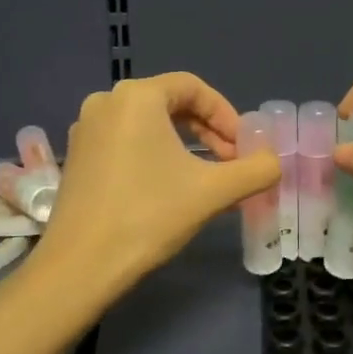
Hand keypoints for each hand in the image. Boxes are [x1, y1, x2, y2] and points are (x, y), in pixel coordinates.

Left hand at [36, 72, 281, 297]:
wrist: (80, 265)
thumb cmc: (148, 216)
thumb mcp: (212, 191)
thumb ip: (254, 171)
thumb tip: (274, 163)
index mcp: (136, 96)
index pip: (194, 88)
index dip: (226, 114)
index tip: (244, 147)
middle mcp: (106, 102)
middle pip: (171, 103)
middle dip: (207, 131)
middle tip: (230, 162)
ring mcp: (86, 129)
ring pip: (148, 124)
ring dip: (183, 145)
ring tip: (206, 178)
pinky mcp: (78, 157)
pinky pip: (126, 142)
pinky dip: (155, 155)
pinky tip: (169, 188)